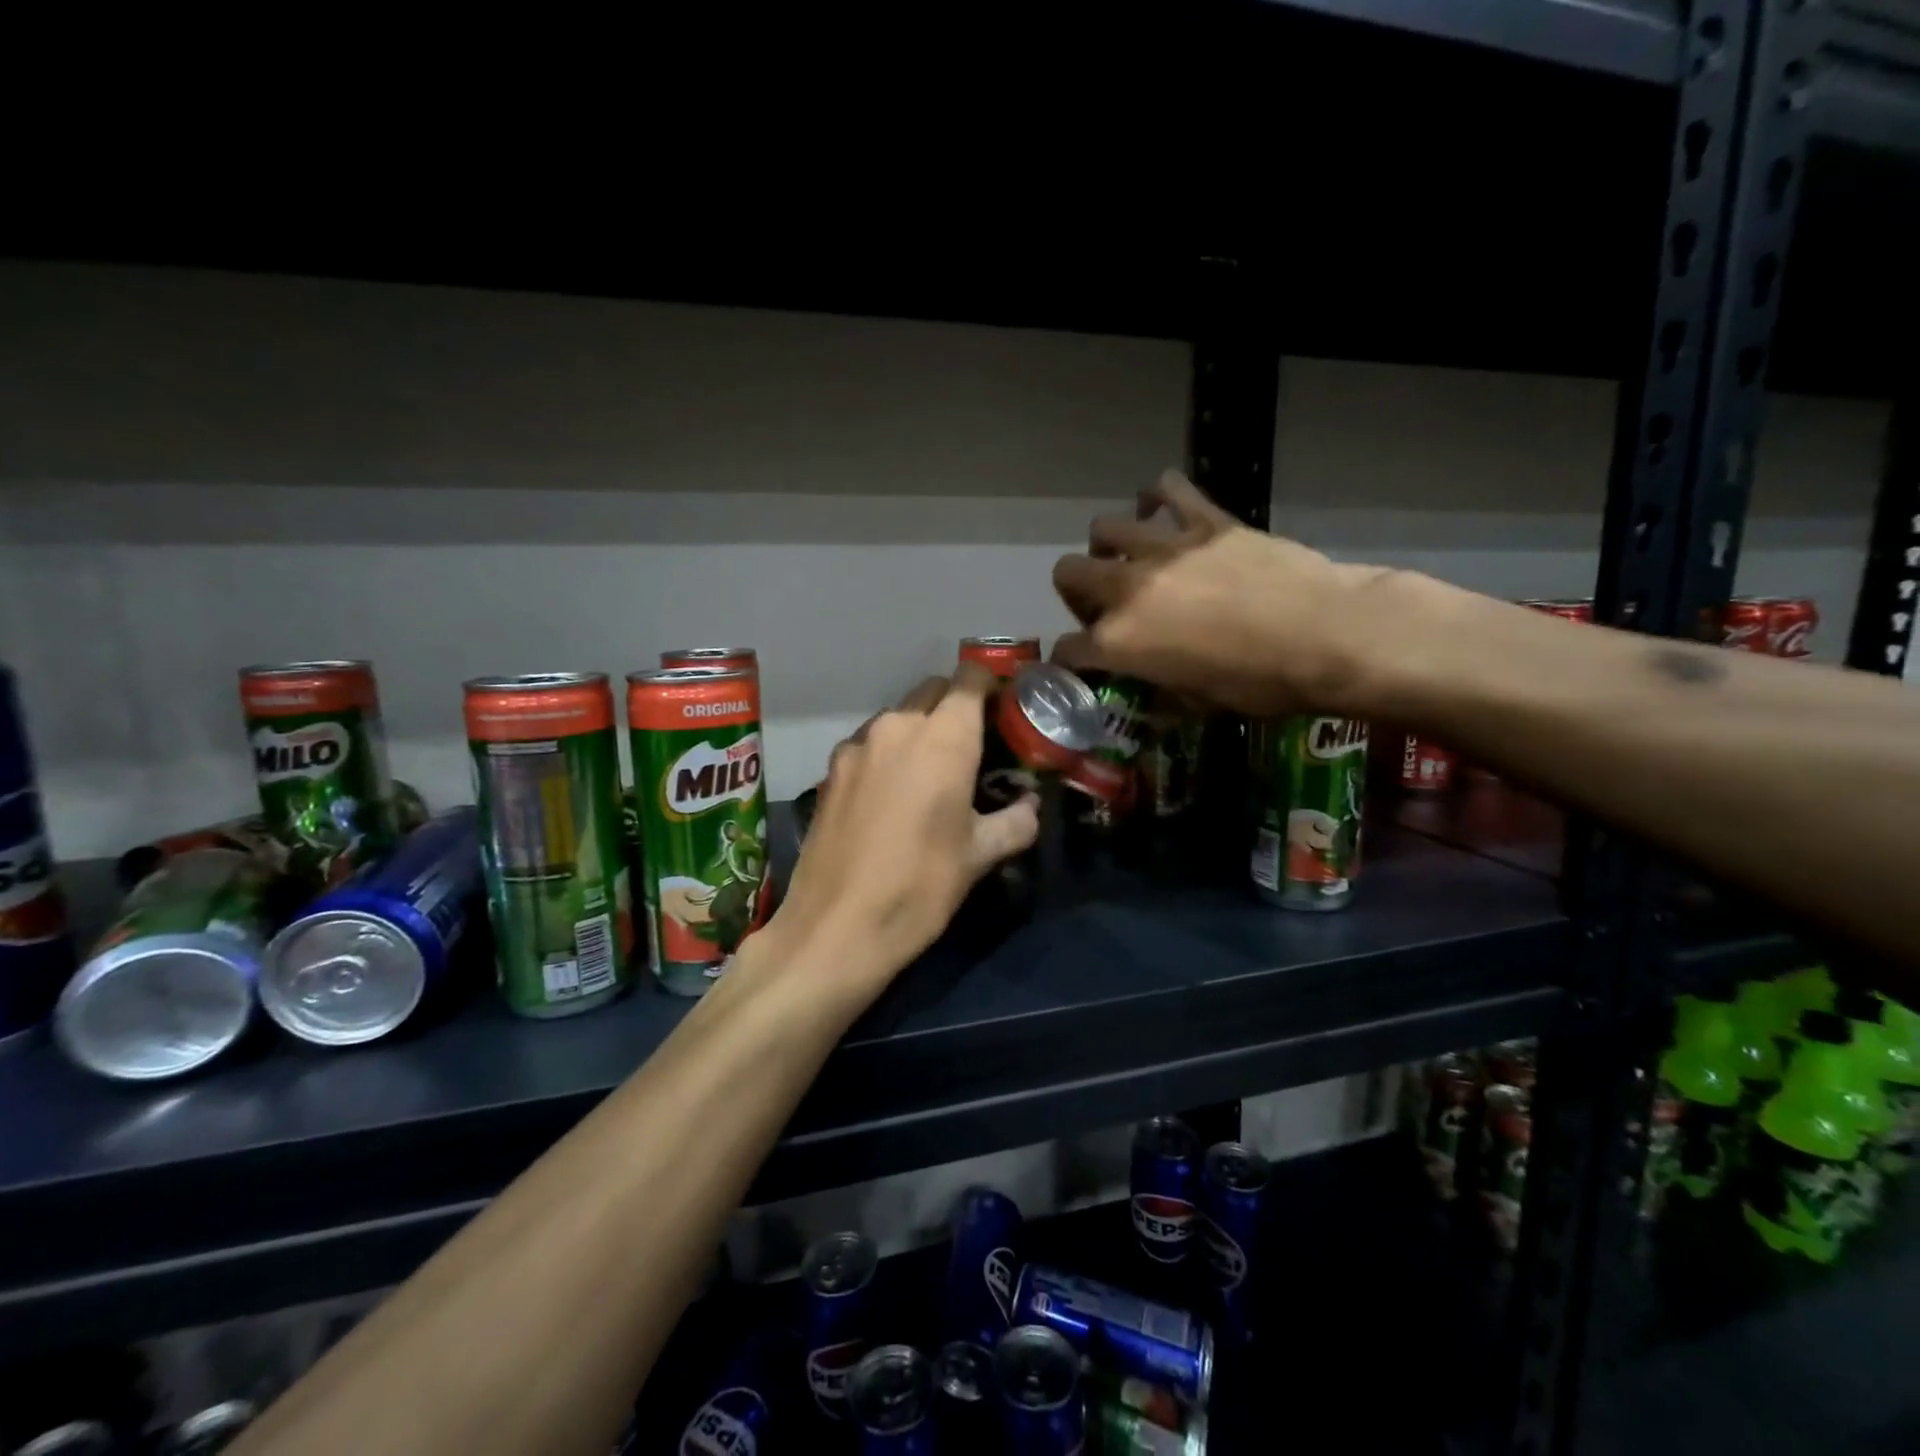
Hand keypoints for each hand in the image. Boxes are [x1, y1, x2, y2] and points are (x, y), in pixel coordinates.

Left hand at [763, 665, 1039, 999]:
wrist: (837, 926)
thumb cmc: (921, 885)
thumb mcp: (980, 856)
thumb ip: (1015, 821)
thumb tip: (1030, 806)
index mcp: (944, 737)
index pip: (970, 677)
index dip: (989, 684)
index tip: (1002, 708)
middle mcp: (898, 726)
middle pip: (933, 690)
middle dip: (955, 706)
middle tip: (972, 746)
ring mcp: (857, 745)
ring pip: (898, 716)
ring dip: (919, 729)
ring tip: (930, 774)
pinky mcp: (831, 769)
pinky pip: (869, 743)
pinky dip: (887, 753)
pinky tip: (889, 795)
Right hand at [1051, 470, 1390, 716]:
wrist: (1325, 635)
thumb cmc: (1259, 683)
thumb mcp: (1198, 704)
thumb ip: (1160, 691)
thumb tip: (1151, 693)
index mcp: (1119, 641)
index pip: (1067, 648)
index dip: (1070, 659)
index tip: (1083, 661)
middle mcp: (1126, 589)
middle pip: (1067, 574)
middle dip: (1075, 593)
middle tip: (1104, 605)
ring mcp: (1163, 548)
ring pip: (1103, 528)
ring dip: (1108, 546)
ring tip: (1131, 558)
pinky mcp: (1204, 520)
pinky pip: (1166, 490)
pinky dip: (1157, 498)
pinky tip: (1163, 511)